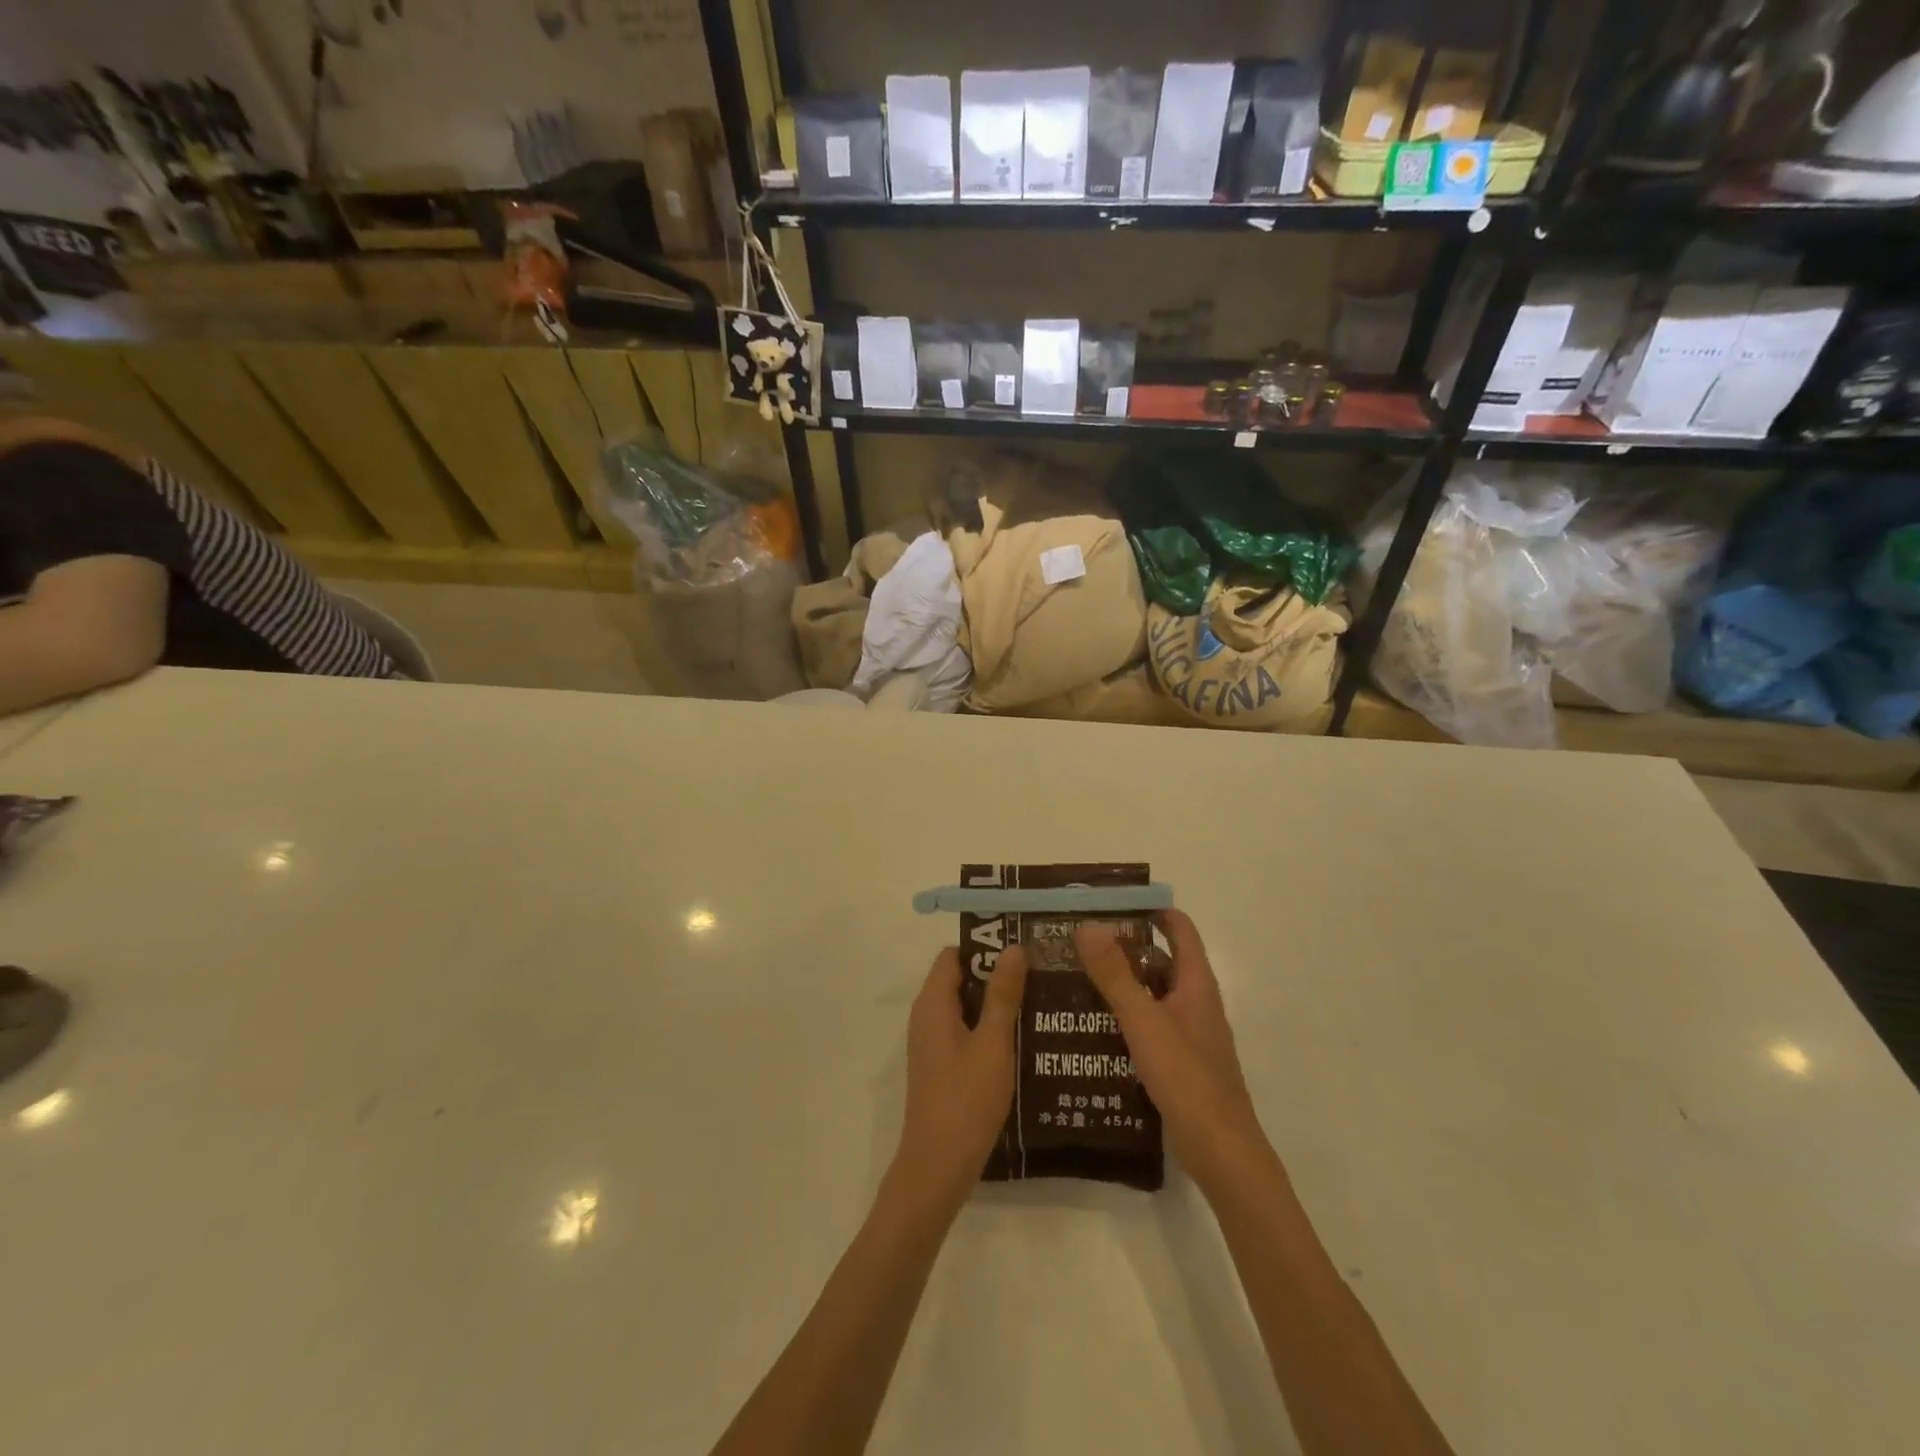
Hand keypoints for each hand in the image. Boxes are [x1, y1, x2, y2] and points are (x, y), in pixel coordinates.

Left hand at [887, 944, 1028, 1217]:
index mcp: (933, 1003)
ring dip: (997, 1003)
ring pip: (966, 1007)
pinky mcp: (942, 1065)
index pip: (954, 954)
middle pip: (961, 978)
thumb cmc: (966, 1100)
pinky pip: (966, 1031)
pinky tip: (1024, 1039)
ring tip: (1040, 1002)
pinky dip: (989, 1028)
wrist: (938, 1168)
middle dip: (997, 974)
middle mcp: (927, 1016)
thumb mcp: (992, 1043)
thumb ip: (1002, 994)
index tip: (1022, 948)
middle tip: (1040, 973)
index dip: (985, 946)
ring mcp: (932, 1043)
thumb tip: (1012, 947)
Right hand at [1075, 911, 1271, 1192]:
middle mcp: (1194, 1001)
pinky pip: (1149, 1025)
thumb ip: (1114, 974)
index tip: (1109, 903)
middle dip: (1124, 948)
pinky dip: (1125, 1017)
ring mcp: (1188, 1032)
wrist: (1220, 1151)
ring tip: (1075, 980)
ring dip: (1121, 984)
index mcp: (1195, 983)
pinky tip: (1092, 1027)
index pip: (1178, 928)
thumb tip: (1088, 925)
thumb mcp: (1144, 1021)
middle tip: (1078, 943)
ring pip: (1152, 995)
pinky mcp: (1179, 1061)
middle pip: (1160, 960)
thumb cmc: (1186, 1077)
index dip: (1149, 910)